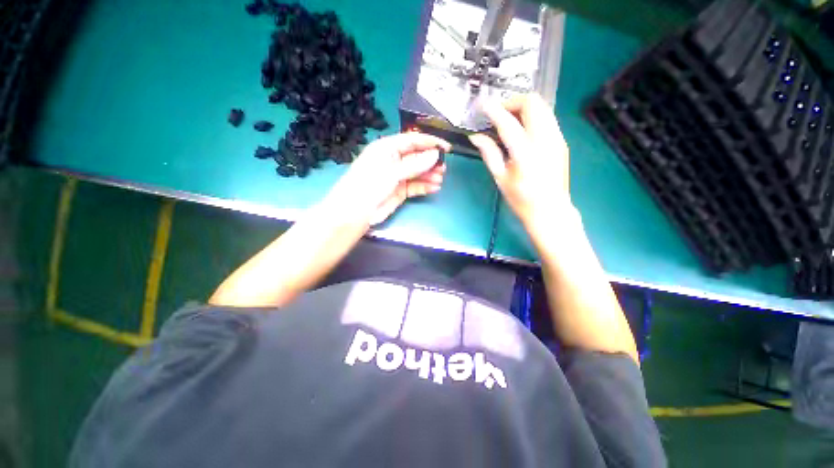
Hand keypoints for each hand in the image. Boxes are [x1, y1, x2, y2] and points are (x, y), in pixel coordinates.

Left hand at [329, 132, 451, 225]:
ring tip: (440, 178)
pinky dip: (425, 186)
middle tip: (444, 166)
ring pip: (418, 172)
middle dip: (431, 161)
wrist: (356, 212)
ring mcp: (397, 176)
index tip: (447, 147)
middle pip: (416, 157)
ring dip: (430, 174)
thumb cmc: (369, 185)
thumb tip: (435, 154)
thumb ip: (414, 164)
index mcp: (387, 148)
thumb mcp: (392, 172)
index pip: (412, 140)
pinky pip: (415, 186)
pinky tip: (435, 187)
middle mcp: (393, 160)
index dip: (430, 142)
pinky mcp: (400, 191)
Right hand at [468, 93, 570, 228]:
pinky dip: (532, 116)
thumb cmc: (521, 198)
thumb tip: (475, 136)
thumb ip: (489, 153)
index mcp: (525, 154)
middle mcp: (545, 140)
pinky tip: (522, 130)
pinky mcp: (561, 141)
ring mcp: (557, 138)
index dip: (494, 110)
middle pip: (532, 103)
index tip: (482, 104)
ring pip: (543, 107)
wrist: (551, 210)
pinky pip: (547, 118)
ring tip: (508, 121)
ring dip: (523, 108)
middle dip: (512, 102)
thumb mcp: (500, 178)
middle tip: (498, 114)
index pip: (508, 123)